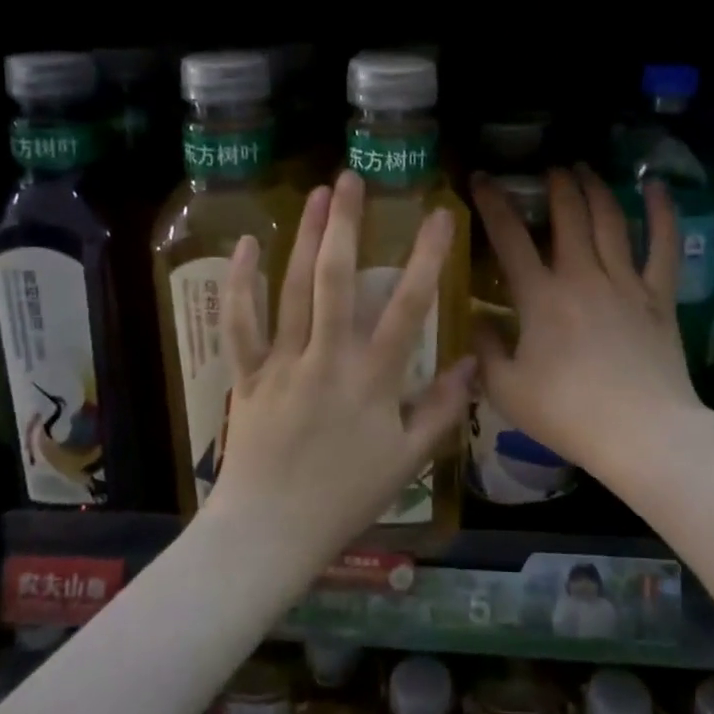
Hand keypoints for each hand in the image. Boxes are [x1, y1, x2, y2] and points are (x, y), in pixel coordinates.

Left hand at [203, 173, 472, 570]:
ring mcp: (283, 363)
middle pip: (336, 280)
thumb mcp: (407, 460)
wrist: (269, 535)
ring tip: (315, 195)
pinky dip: (240, 284)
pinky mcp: (247, 374)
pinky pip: (241, 324)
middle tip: (350, 179)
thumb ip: (442, 409)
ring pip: (291, 289)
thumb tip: (473, 361)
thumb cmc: (345, 498)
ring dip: (304, 238)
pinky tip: (245, 245)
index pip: (408, 307)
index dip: (426, 257)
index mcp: (373, 379)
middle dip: (345, 224)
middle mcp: (328, 359)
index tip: (439, 215)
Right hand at [471, 166, 713, 489]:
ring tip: (584, 168)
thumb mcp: (507, 390)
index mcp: (540, 296)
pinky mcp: (659, 296)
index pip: (509, 236)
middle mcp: (581, 275)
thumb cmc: (568, 414)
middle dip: (556, 185)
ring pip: (609, 220)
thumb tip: (476, 320)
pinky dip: (662, 213)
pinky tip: (655, 187)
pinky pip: (663, 246)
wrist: (642, 435)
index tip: (483, 177)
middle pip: (568, 215)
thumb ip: (485, 351)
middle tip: (549, 169)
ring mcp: (625, 282)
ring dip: (594, 189)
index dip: (492, 202)